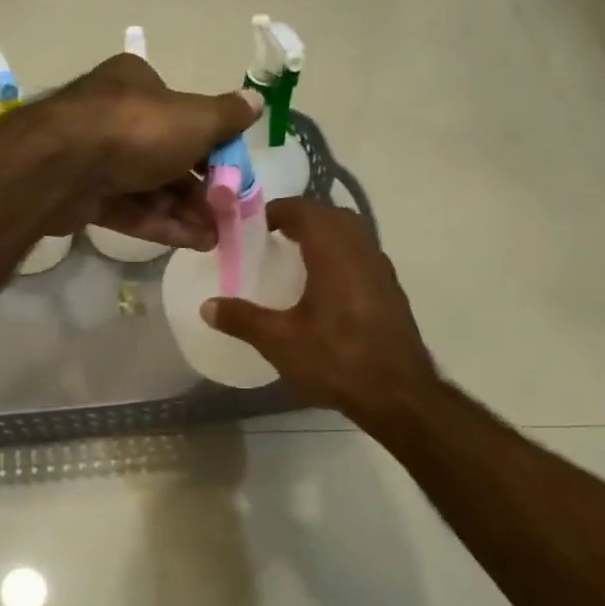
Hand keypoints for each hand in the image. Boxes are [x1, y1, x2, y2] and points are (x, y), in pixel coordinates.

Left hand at [41, 53, 261, 249]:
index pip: (184, 115)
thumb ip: (226, 116)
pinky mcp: (82, 195)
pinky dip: (158, 224)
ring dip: (184, 212)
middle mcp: (114, 117)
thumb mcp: (193, 119)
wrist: (59, 166)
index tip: (234, 175)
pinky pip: (128, 209)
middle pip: (168, 156)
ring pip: (148, 187)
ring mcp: (95, 158)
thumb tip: (256, 101)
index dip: (213, 146)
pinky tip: (190, 242)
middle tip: (226, 215)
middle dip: (200, 189)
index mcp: (138, 85)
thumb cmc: (134, 130)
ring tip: (214, 238)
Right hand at [202, 198, 437, 417]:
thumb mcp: (279, 341)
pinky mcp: (391, 293)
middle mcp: (362, 253)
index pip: (306, 211)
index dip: (279, 210)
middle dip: (303, 218)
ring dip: (325, 236)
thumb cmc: (336, 360)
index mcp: (334, 254)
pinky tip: (324, 287)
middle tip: (274, 236)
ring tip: (296, 258)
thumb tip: (206, 306)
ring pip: (352, 236)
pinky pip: (362, 258)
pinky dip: (340, 257)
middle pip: (333, 217)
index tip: (254, 224)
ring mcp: (381, 272)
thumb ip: (242, 319)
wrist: (397, 395)